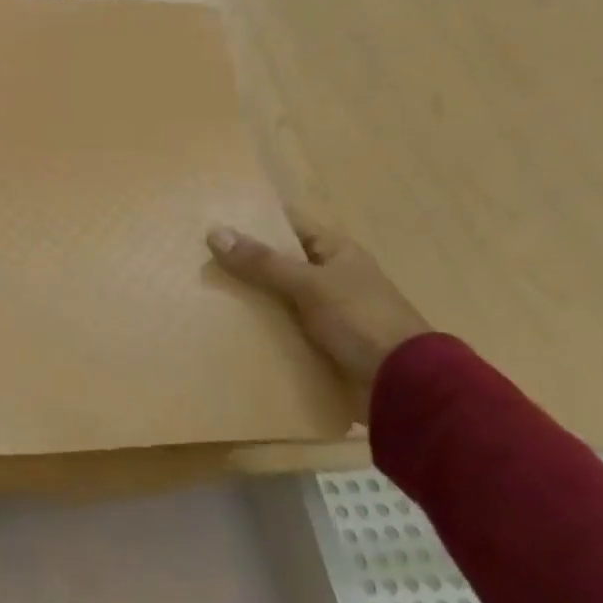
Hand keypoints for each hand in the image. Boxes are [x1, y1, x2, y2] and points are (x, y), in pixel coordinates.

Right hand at [208, 213, 429, 390]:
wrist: (406, 385)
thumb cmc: (362, 320)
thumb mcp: (310, 285)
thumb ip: (263, 262)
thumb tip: (214, 232)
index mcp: (335, 251)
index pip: (288, 223)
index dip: (254, 218)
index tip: (213, 217)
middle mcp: (330, 275)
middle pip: (278, 260)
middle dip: (242, 260)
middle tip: (197, 257)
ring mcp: (326, 310)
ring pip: (276, 294)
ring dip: (248, 296)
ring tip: (203, 291)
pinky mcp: (320, 341)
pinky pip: (282, 325)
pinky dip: (260, 325)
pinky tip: (227, 326)